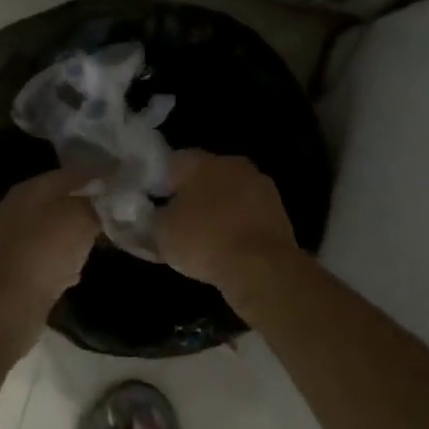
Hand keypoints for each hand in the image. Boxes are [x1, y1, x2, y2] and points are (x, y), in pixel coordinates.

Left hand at [0, 167, 100, 321]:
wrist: (9, 304)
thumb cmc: (47, 251)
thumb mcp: (81, 219)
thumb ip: (97, 204)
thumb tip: (108, 197)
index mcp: (29, 189)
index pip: (70, 173)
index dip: (97, 174)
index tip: (120, 179)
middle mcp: (13, 207)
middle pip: (57, 200)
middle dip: (84, 204)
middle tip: (112, 210)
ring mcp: (7, 238)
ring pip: (49, 228)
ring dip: (72, 232)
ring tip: (96, 240)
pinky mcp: (8, 267)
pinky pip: (42, 254)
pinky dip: (59, 258)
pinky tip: (73, 269)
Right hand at [156, 150, 299, 290]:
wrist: (261, 267)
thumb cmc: (204, 240)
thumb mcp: (161, 232)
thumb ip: (151, 217)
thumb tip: (150, 213)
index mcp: (201, 161)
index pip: (172, 162)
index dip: (158, 182)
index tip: (151, 203)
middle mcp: (233, 164)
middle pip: (204, 175)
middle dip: (190, 194)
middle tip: (176, 220)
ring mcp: (260, 185)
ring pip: (229, 193)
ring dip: (216, 209)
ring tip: (203, 237)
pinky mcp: (278, 210)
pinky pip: (247, 213)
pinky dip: (236, 224)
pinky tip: (227, 245)